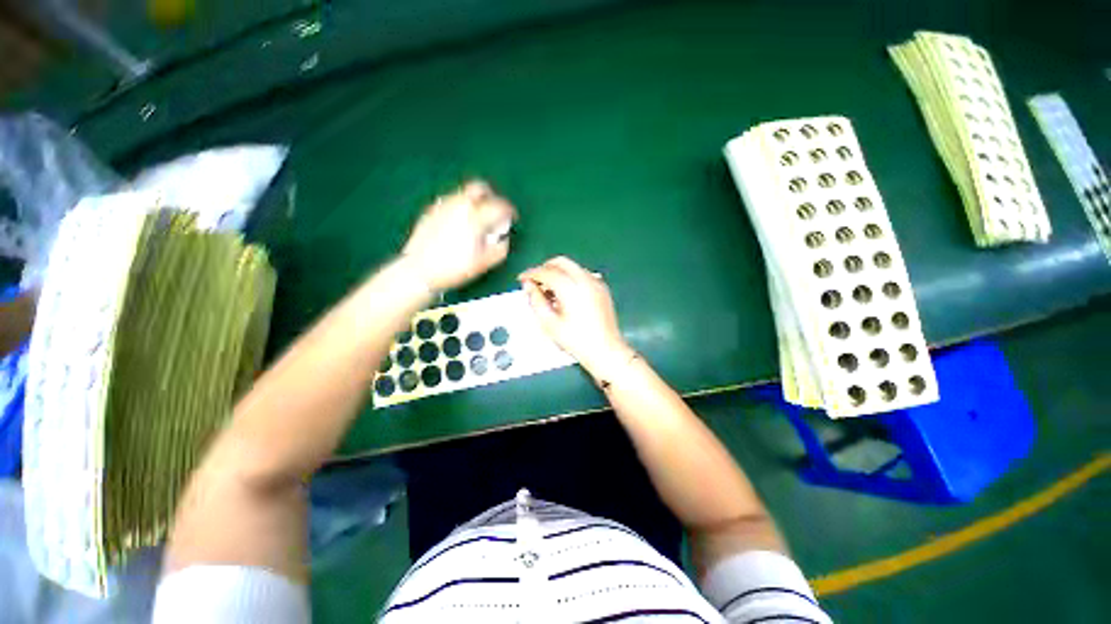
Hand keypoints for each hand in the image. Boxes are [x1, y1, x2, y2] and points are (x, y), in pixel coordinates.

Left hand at [402, 180, 516, 290]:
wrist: (419, 271)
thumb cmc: (455, 268)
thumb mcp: (484, 263)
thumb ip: (501, 248)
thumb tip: (504, 238)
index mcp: (475, 216)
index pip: (499, 205)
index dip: (510, 210)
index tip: (513, 218)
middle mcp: (459, 204)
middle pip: (480, 187)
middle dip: (492, 196)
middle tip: (495, 211)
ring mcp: (443, 205)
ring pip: (464, 192)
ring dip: (475, 201)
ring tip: (477, 219)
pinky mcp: (431, 210)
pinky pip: (451, 200)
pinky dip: (461, 206)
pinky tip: (460, 223)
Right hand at [519, 256, 632, 375]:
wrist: (605, 350)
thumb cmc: (575, 340)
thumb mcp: (549, 323)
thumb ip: (536, 301)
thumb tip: (529, 286)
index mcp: (571, 288)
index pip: (547, 272)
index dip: (531, 273)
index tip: (522, 278)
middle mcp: (585, 280)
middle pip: (561, 262)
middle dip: (545, 268)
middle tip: (535, 281)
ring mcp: (596, 283)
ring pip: (573, 266)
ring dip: (558, 272)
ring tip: (549, 290)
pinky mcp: (602, 288)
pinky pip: (583, 274)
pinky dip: (570, 277)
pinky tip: (565, 294)